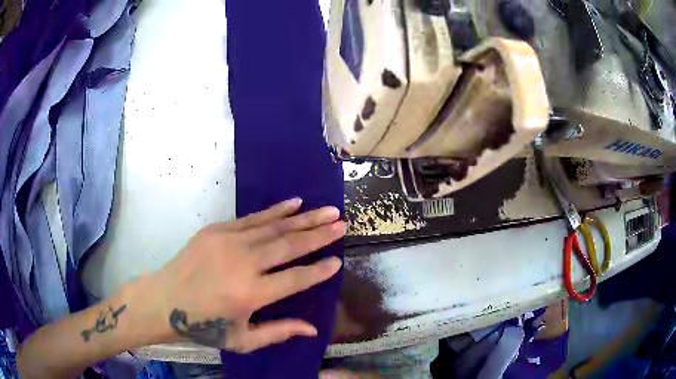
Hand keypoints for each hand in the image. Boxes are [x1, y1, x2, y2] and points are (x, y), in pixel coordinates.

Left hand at [149, 198, 344, 352]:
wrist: (165, 300)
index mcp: (251, 294)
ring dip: (304, 218)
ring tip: (328, 210)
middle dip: (319, 234)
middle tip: (342, 223)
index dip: (319, 270)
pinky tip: (294, 203)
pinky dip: (276, 211)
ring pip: (274, 227)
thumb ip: (278, 332)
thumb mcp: (242, 340)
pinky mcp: (217, 230)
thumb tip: (313, 328)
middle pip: (289, 245)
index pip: (296, 278)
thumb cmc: (204, 326)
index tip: (338, 260)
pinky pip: (252, 218)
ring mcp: (229, 241)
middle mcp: (243, 263)